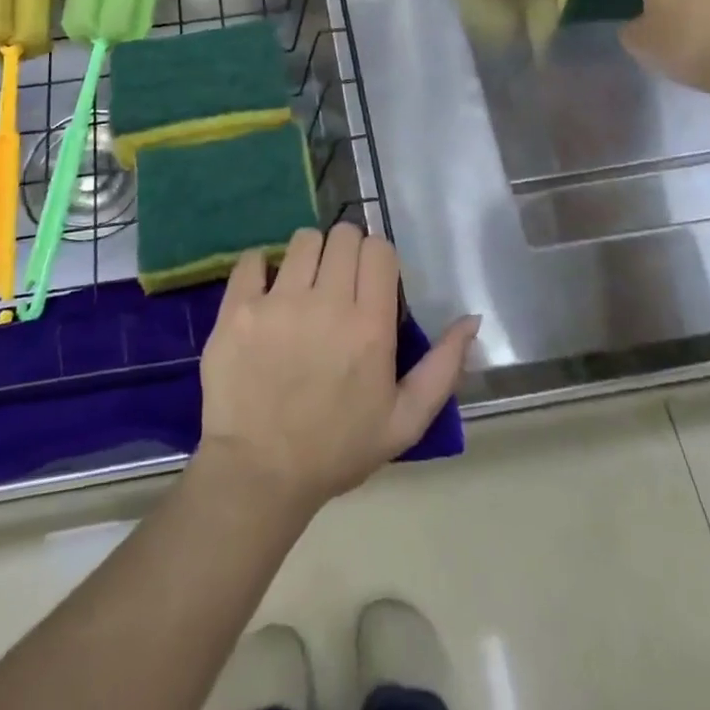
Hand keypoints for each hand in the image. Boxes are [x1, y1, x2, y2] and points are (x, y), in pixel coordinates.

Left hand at [197, 224, 479, 517]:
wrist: (259, 474)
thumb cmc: (336, 449)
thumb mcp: (404, 421)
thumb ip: (443, 367)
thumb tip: (472, 318)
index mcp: (369, 326)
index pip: (379, 250)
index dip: (378, 258)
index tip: (371, 280)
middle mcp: (326, 303)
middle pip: (343, 235)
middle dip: (346, 251)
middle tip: (338, 281)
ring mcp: (278, 302)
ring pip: (302, 240)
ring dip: (308, 255)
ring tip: (303, 285)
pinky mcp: (238, 308)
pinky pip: (252, 258)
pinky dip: (260, 267)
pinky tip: (264, 291)